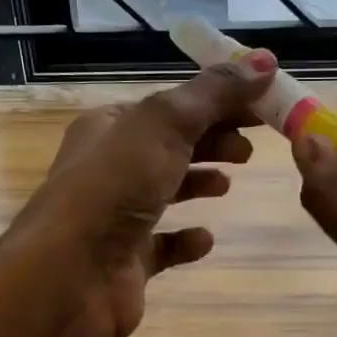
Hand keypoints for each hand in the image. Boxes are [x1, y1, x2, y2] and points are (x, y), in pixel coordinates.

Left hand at [10, 52, 275, 336]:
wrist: (69, 277)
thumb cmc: (114, 187)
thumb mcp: (166, 125)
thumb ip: (215, 93)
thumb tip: (266, 59)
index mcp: (110, 126)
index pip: (172, 106)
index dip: (218, 102)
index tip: (262, 106)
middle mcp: (108, 167)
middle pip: (171, 145)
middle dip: (212, 140)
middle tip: (251, 148)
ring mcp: (115, 217)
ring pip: (165, 190)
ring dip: (198, 182)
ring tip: (229, 185)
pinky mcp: (127, 261)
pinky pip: (162, 245)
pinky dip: (185, 238)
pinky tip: (205, 239)